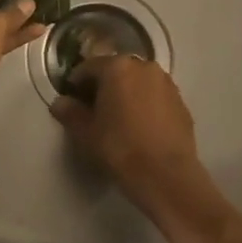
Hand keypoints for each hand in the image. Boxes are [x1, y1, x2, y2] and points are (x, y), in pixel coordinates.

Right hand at [51, 54, 207, 211]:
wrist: (165, 175)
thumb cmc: (119, 148)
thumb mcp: (85, 132)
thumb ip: (70, 112)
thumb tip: (60, 103)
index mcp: (117, 67)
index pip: (89, 67)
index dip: (76, 83)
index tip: (71, 99)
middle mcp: (144, 67)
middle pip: (116, 70)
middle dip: (103, 85)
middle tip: (93, 109)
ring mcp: (166, 83)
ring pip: (138, 82)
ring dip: (126, 93)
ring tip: (118, 117)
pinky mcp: (181, 102)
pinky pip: (155, 96)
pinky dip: (145, 104)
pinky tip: (140, 126)